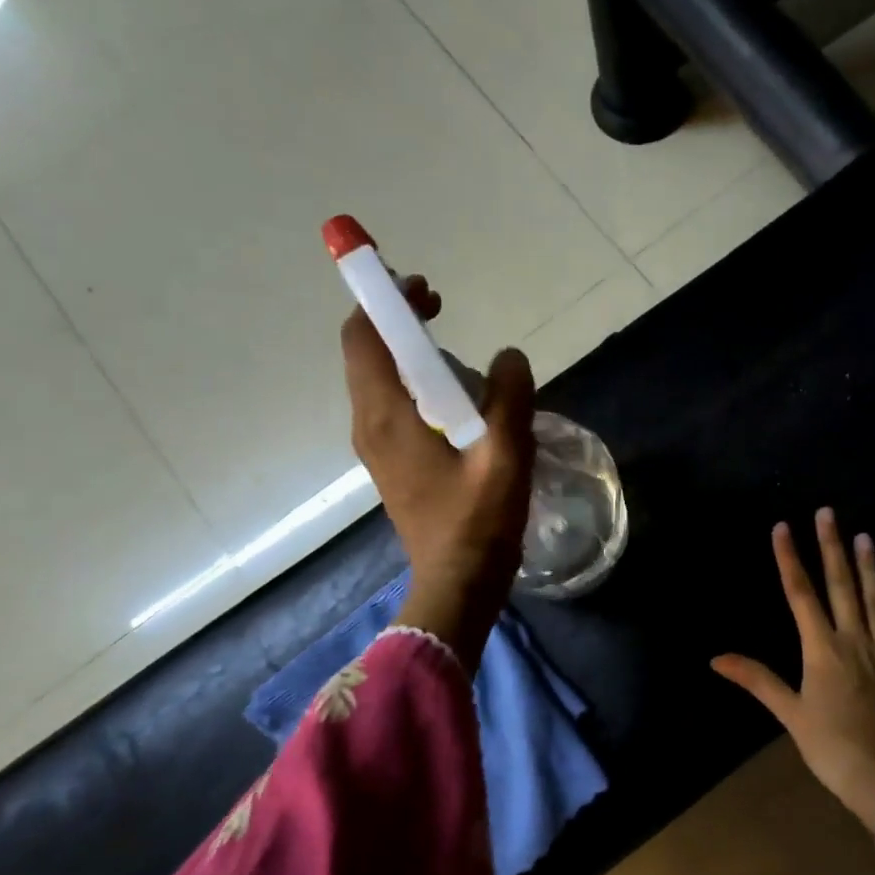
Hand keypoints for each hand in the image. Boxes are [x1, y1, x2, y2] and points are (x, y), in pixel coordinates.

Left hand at [342, 275, 535, 674]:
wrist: (457, 586)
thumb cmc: (477, 523)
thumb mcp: (506, 456)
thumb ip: (510, 397)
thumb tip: (509, 357)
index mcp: (387, 416)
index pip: (363, 339)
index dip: (384, 302)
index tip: (423, 288)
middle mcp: (370, 425)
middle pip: (367, 355)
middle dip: (397, 322)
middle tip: (441, 309)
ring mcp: (378, 448)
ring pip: (380, 381)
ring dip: (408, 353)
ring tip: (454, 348)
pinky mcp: (393, 465)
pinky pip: (394, 407)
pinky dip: (414, 384)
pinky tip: (456, 397)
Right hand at [712, 510, 874, 831]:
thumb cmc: (832, 748)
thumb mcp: (790, 714)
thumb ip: (757, 680)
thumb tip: (715, 658)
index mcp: (822, 650)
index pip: (801, 594)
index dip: (789, 559)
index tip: (783, 527)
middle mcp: (854, 641)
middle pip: (841, 586)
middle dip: (832, 547)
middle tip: (829, 513)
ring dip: (870, 568)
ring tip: (866, 537)